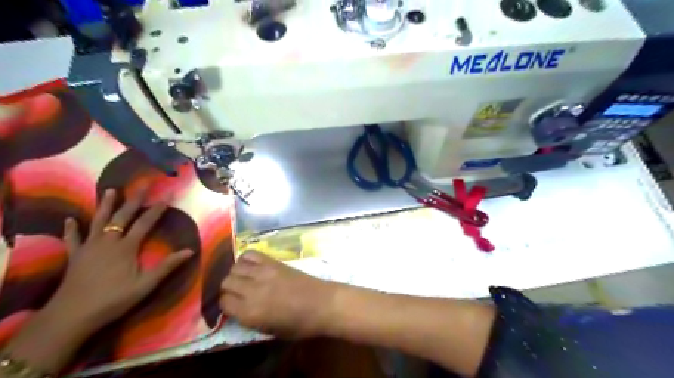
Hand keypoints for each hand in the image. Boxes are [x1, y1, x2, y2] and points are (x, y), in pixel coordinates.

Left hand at [48, 187, 192, 331]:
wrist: (71, 316)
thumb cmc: (113, 300)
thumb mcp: (146, 285)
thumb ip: (167, 266)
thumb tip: (190, 251)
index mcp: (126, 247)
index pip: (145, 223)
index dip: (157, 209)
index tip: (167, 195)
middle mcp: (108, 241)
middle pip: (122, 216)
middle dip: (135, 199)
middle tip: (143, 184)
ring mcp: (89, 247)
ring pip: (98, 221)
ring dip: (106, 205)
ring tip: (111, 190)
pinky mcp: (75, 256)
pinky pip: (73, 239)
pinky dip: (71, 229)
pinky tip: (69, 220)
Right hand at [220, 253, 338, 338]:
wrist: (322, 303)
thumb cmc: (299, 324)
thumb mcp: (270, 331)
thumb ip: (249, 319)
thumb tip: (237, 308)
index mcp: (250, 313)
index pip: (223, 303)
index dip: (226, 305)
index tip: (232, 305)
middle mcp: (252, 290)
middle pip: (226, 282)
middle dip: (228, 288)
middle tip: (238, 292)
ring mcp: (263, 273)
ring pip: (234, 267)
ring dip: (236, 274)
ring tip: (244, 278)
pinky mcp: (273, 262)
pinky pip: (251, 254)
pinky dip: (246, 259)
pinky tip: (252, 266)